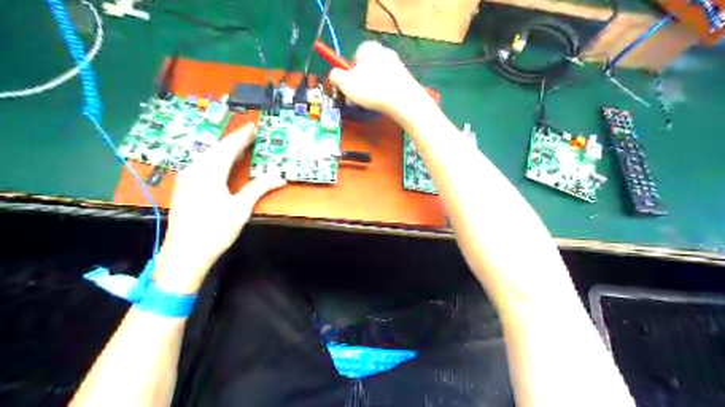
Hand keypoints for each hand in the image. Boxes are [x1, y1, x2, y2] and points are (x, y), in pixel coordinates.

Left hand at [154, 125, 285, 291]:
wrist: (184, 255)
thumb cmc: (215, 231)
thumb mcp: (240, 209)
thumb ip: (258, 188)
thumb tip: (279, 176)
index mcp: (208, 172)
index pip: (228, 147)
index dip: (242, 136)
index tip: (254, 126)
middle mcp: (194, 170)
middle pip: (216, 149)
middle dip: (234, 141)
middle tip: (251, 135)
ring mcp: (186, 179)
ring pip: (207, 157)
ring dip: (224, 150)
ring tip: (240, 147)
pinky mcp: (184, 188)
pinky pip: (202, 166)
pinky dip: (216, 160)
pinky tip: (222, 164)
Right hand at [331, 41, 435, 121]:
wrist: (403, 100)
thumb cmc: (371, 88)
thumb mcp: (345, 83)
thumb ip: (335, 76)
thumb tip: (334, 75)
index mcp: (368, 47)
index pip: (352, 58)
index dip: (348, 75)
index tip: (347, 89)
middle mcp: (383, 51)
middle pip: (365, 69)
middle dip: (358, 85)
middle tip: (355, 101)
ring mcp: (396, 64)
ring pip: (376, 78)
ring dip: (370, 91)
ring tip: (369, 105)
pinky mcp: (405, 77)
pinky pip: (388, 85)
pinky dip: (383, 94)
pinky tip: (383, 104)